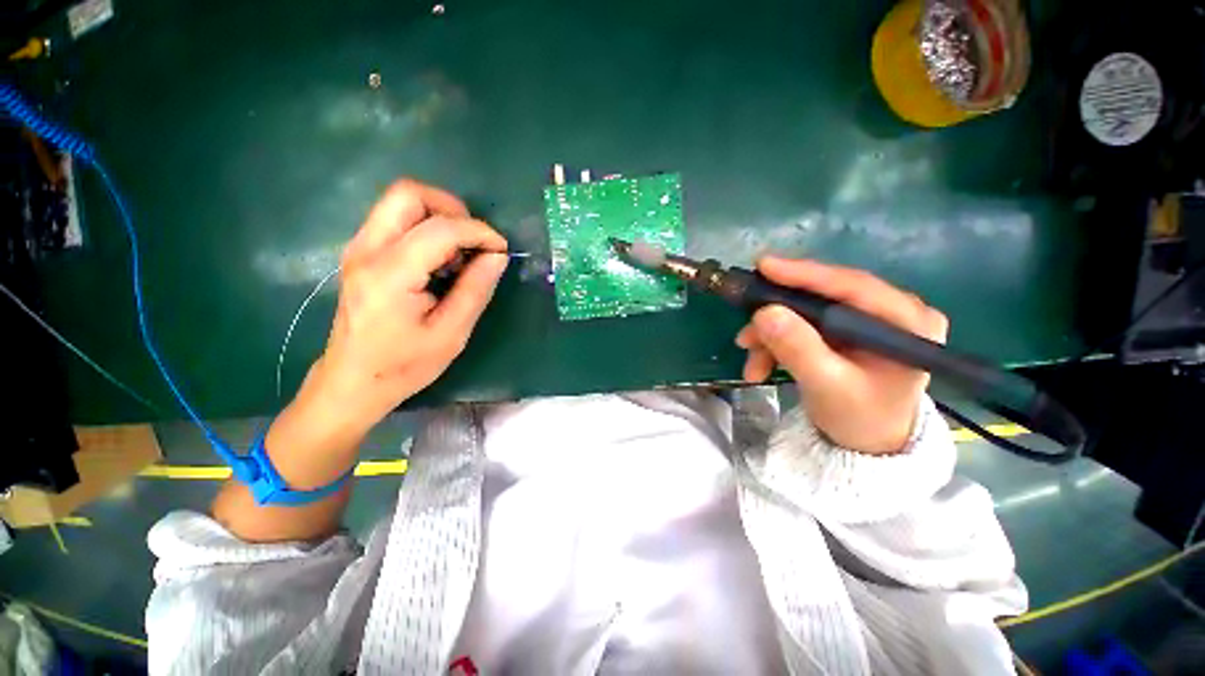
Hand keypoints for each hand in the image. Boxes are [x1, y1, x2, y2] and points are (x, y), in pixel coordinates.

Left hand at [306, 179, 508, 428]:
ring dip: (439, 217)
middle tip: (475, 241)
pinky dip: (426, 228)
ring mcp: (359, 248)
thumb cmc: (404, 365)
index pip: (441, 229)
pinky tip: (440, 262)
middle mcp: (367, 250)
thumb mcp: (451, 334)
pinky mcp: (361, 253)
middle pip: (409, 193)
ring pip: (400, 202)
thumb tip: (497, 256)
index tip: (501, 250)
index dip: (479, 232)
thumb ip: (476, 289)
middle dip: (452, 209)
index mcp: (390, 274)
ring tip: (460, 255)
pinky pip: (396, 220)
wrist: (353, 382)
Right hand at [735, 257, 947, 454]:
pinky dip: (777, 344)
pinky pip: (802, 328)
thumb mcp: (826, 385)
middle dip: (778, 317)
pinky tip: (760, 365)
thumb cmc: (860, 419)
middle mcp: (889, 313)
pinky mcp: (844, 332)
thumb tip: (764, 312)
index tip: (763, 265)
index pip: (852, 285)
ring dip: (771, 336)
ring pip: (805, 315)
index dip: (805, 274)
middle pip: (822, 299)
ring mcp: (864, 322)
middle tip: (745, 330)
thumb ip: (798, 348)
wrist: (868, 446)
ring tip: (751, 362)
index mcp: (907, 322)